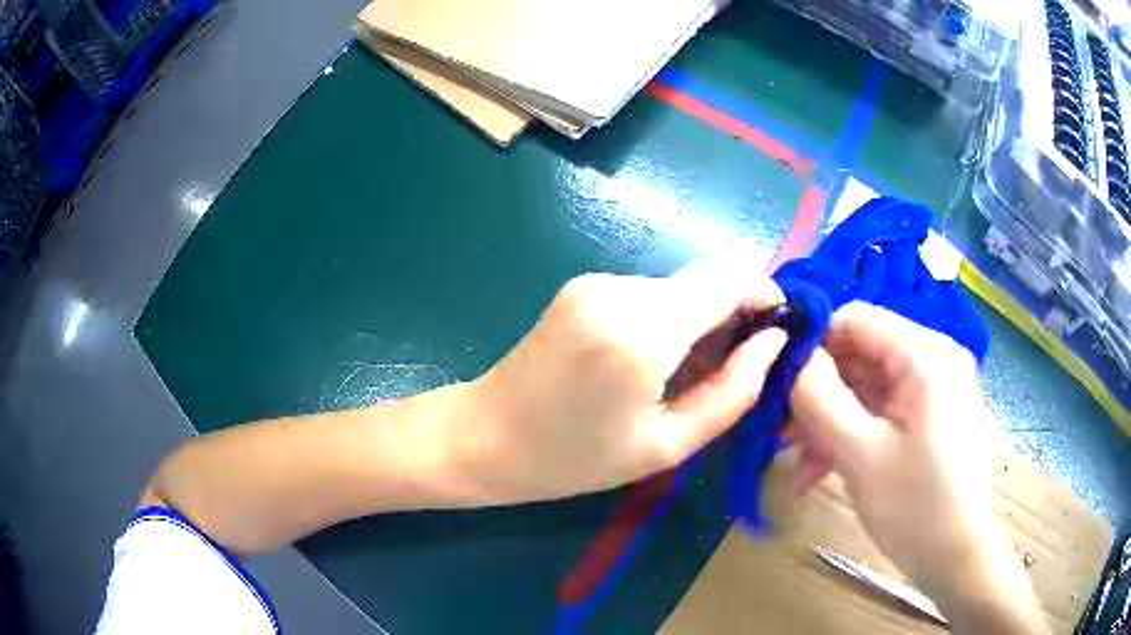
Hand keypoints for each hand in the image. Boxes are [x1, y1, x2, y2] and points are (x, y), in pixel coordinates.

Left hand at [461, 259, 787, 503]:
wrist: (485, 437)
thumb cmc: (573, 459)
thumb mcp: (666, 444)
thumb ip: (732, 392)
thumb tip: (772, 343)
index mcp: (643, 330)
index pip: (728, 278)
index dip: (764, 292)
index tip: (780, 327)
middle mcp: (620, 289)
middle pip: (705, 280)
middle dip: (735, 312)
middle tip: (737, 365)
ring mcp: (595, 282)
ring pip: (677, 288)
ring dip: (699, 319)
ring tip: (690, 374)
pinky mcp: (582, 286)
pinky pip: (647, 294)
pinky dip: (668, 318)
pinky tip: (653, 361)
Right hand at [790, 302, 1046, 633]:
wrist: (956, 556)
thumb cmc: (915, 507)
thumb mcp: (860, 454)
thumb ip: (821, 398)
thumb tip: (795, 359)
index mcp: (925, 355)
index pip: (856, 318)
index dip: (814, 346)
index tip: (781, 386)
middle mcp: (933, 359)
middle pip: (861, 354)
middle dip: (820, 394)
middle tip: (784, 437)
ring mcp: (933, 388)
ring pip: (867, 386)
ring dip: (831, 421)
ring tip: (801, 464)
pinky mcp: (930, 414)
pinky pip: (883, 409)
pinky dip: (853, 433)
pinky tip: (824, 470)